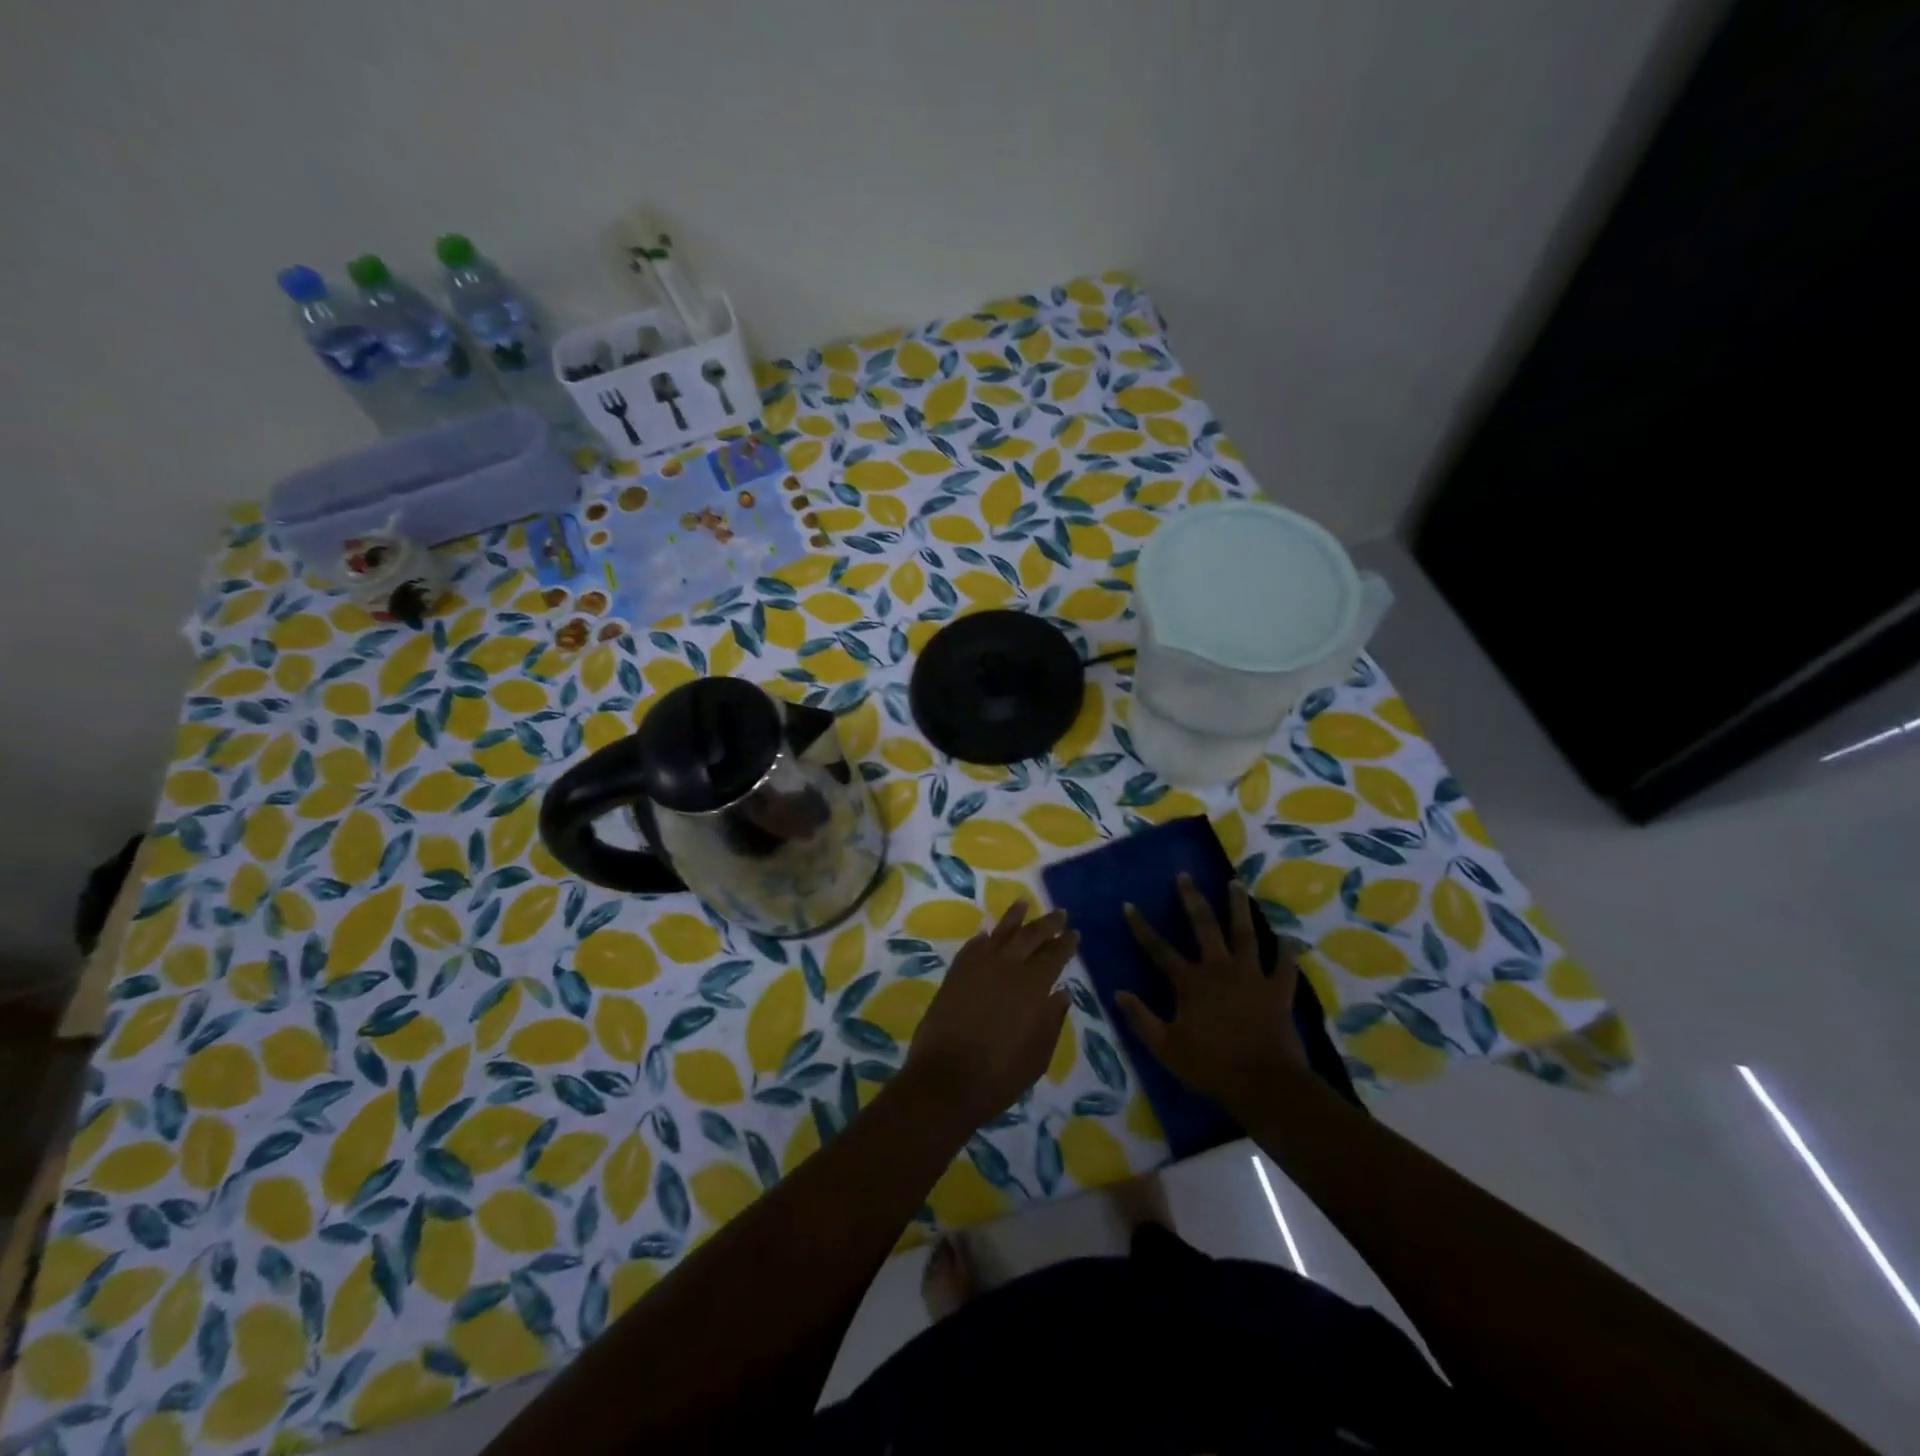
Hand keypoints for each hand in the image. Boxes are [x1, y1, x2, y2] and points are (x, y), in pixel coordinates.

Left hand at [904, 901, 1076, 1129]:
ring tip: (1023, 902)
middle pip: (1030, 937)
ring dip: (1013, 918)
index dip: (1065, 943)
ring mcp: (977, 968)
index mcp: (1032, 987)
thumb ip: (1052, 1021)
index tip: (1074, 932)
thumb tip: (1062, 993)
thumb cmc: (998, 1076)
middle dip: (1047, 924)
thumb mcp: (1037, 1056)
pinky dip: (983, 938)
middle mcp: (1006, 968)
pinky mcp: (954, 975)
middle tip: (1059, 913)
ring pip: (999, 933)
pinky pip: (972, 947)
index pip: (1054, 956)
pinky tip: (988, 934)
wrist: (944, 1081)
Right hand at [1118, 875, 1308, 1116]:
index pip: (1158, 948)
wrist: (1265, 1084)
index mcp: (1190, 982)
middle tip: (1186, 876)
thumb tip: (1118, 992)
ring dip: (1239, 907)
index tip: (1129, 904)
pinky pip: (1284, 966)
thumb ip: (1141, 1018)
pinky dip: (1286, 951)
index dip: (1141, 927)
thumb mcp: (1165, 1047)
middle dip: (1192, 899)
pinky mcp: (1278, 991)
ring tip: (1235, 884)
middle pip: (1204, 926)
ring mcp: (1252, 976)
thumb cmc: (1211, 1066)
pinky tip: (1287, 937)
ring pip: (1245, 933)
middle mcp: (1219, 968)